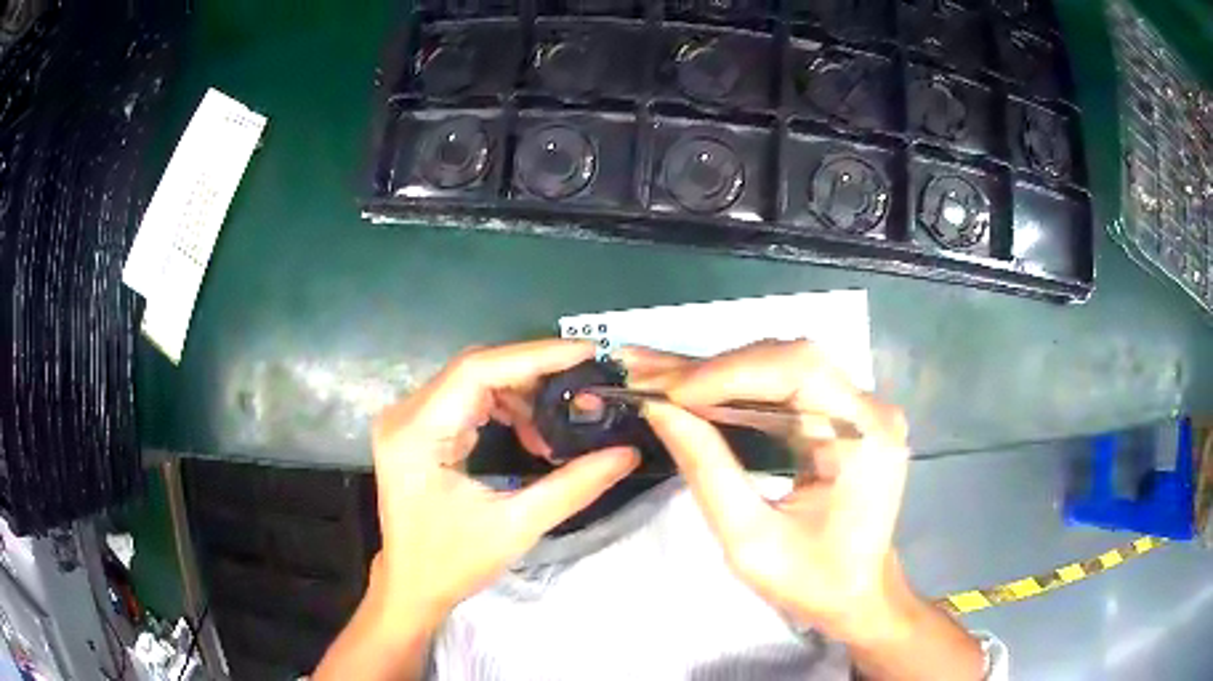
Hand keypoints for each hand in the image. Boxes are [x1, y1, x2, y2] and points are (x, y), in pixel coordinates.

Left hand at [370, 341, 638, 627]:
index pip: (477, 370)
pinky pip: (465, 398)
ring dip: (519, 393)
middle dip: (533, 374)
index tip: (586, 353)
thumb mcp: (516, 527)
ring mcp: (408, 420)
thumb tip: (626, 453)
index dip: (535, 356)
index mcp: (416, 433)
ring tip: (555, 425)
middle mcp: (405, 414)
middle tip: (583, 386)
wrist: (411, 586)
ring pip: (472, 379)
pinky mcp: (416, 429)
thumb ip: (574, 486)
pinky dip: (503, 406)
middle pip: (475, 369)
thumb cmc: (452, 563)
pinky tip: (528, 433)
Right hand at [622, 340, 911, 641]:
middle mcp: (869, 409)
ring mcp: (858, 408)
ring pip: (781, 366)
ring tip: (656, 376)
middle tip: (646, 376)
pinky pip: (785, 387)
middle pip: (788, 360)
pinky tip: (692, 388)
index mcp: (865, 437)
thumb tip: (659, 410)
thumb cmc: (811, 582)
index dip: (729, 373)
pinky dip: (735, 388)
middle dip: (713, 370)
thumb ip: (707, 470)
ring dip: (717, 374)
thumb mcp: (749, 540)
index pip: (799, 370)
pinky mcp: (842, 415)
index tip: (667, 392)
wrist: (856, 595)